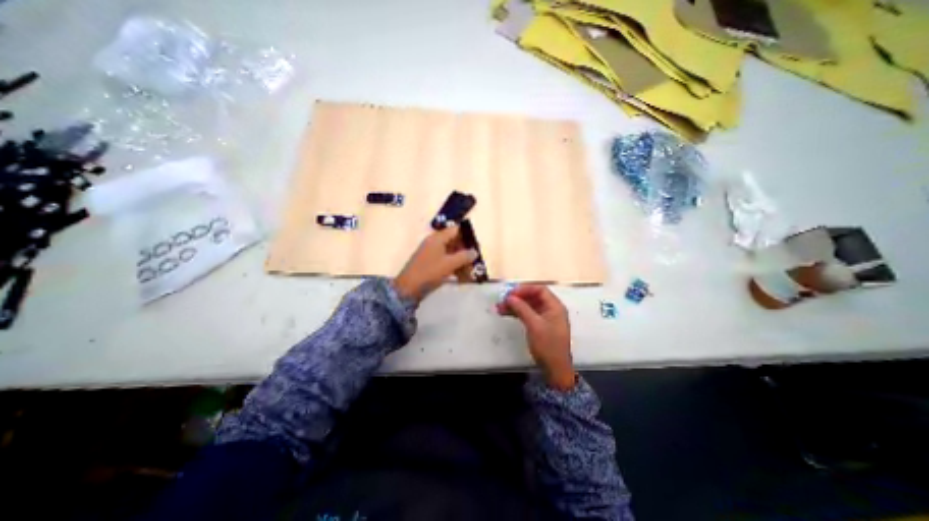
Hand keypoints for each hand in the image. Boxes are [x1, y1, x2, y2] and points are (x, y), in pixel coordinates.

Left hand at [393, 226, 477, 302]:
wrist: (408, 288)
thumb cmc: (429, 272)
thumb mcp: (449, 264)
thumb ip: (464, 256)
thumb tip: (475, 252)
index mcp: (437, 238)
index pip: (456, 230)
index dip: (467, 235)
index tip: (477, 245)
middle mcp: (435, 243)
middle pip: (455, 242)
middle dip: (466, 252)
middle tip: (476, 261)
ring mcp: (432, 254)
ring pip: (451, 253)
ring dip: (461, 262)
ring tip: (470, 272)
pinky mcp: (431, 264)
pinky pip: (446, 262)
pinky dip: (454, 268)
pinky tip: (462, 277)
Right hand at [501, 286, 575, 389]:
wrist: (555, 369)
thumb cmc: (547, 345)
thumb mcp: (534, 325)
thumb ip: (522, 309)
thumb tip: (510, 297)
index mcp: (555, 306)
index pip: (540, 289)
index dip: (525, 289)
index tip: (511, 293)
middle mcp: (551, 309)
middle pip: (533, 297)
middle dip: (518, 297)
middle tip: (503, 300)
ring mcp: (545, 318)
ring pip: (529, 306)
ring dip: (515, 305)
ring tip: (500, 308)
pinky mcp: (540, 325)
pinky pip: (528, 314)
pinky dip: (518, 313)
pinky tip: (506, 313)